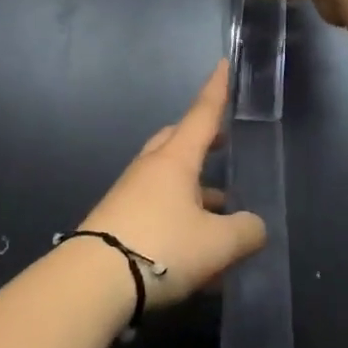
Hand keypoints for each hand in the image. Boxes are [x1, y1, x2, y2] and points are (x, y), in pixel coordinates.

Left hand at [78, 61, 264, 307]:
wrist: (93, 282)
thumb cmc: (162, 248)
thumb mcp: (218, 244)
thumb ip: (245, 231)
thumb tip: (254, 227)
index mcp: (175, 160)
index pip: (202, 115)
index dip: (217, 90)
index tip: (223, 65)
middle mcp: (150, 170)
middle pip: (178, 143)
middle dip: (203, 143)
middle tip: (223, 147)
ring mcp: (130, 195)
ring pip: (169, 182)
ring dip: (196, 193)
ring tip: (224, 220)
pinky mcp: (118, 223)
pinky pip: (157, 211)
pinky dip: (181, 223)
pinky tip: (199, 261)